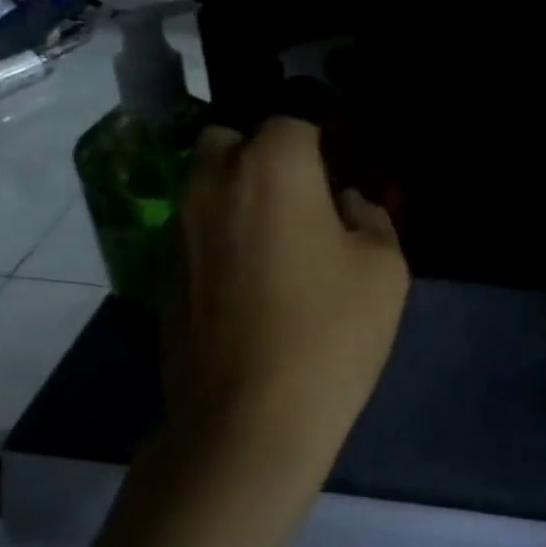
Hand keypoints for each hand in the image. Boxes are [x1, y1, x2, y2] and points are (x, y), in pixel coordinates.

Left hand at [165, 116, 408, 474]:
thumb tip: (348, 206)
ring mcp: (177, 230)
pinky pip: (193, 232)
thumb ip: (372, 218)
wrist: (247, 422)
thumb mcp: (384, 270)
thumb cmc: (328, 336)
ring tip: (275, 248)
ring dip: (238, 197)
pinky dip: (217, 239)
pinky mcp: (161, 275)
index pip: (294, 124)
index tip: (343, 180)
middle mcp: (211, 183)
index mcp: (271, 167)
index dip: (324, 148)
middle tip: (303, 205)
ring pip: (205, 186)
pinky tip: (246, 288)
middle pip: (233, 142)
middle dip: (267, 159)